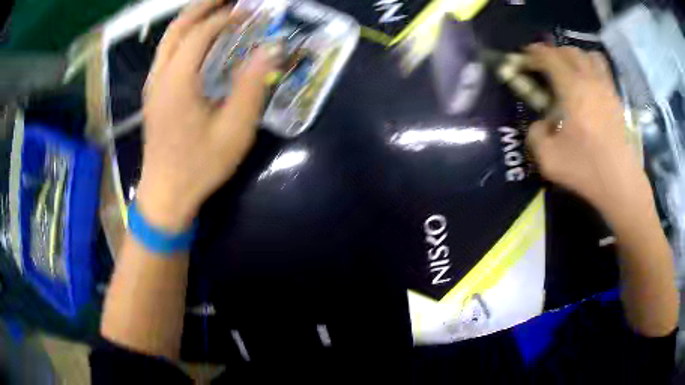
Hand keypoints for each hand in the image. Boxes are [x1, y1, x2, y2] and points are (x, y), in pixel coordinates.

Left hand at [136, 0, 276, 230]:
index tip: (249, 10)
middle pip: (177, 28)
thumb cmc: (200, 166)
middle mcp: (160, 77)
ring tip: (215, 10)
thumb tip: (270, 48)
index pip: (200, 34)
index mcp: (178, 82)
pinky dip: (183, 37)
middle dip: (202, 7)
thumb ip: (251, 85)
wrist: (166, 196)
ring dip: (191, 20)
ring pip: (168, 40)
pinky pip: (166, 54)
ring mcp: (153, 86)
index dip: (225, 17)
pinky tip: (198, 39)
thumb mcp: (234, 130)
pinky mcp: (154, 95)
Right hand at [525, 44, 653, 224]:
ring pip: (588, 55)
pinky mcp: (617, 99)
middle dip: (552, 52)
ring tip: (568, 68)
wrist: (621, 183)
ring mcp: (606, 88)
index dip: (533, 53)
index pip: (549, 57)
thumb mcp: (548, 158)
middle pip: (568, 51)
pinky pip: (603, 70)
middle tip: (543, 64)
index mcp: (572, 89)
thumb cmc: (586, 169)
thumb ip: (535, 135)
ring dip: (574, 56)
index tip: (523, 58)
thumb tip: (540, 124)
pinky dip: (591, 66)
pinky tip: (588, 81)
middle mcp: (590, 80)